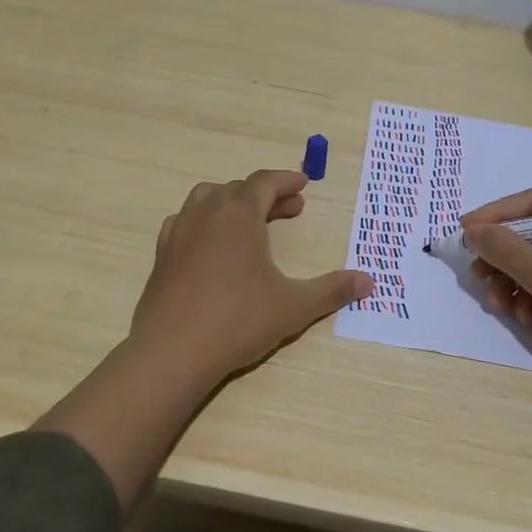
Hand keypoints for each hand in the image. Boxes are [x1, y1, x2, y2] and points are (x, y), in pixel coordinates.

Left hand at [130, 169, 371, 382]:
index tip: (304, 184)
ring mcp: (179, 232)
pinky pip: (185, 223)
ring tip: (251, 222)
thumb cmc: (238, 320)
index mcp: (239, 214)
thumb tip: (369, 281)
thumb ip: (332, 290)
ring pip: (207, 200)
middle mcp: (206, 213)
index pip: (265, 182)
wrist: (172, 351)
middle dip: (267, 195)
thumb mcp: (294, 306)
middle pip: (239, 189)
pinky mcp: (162, 256)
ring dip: (233, 203)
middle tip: (291, 210)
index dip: (286, 180)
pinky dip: (204, 223)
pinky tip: (212, 246)